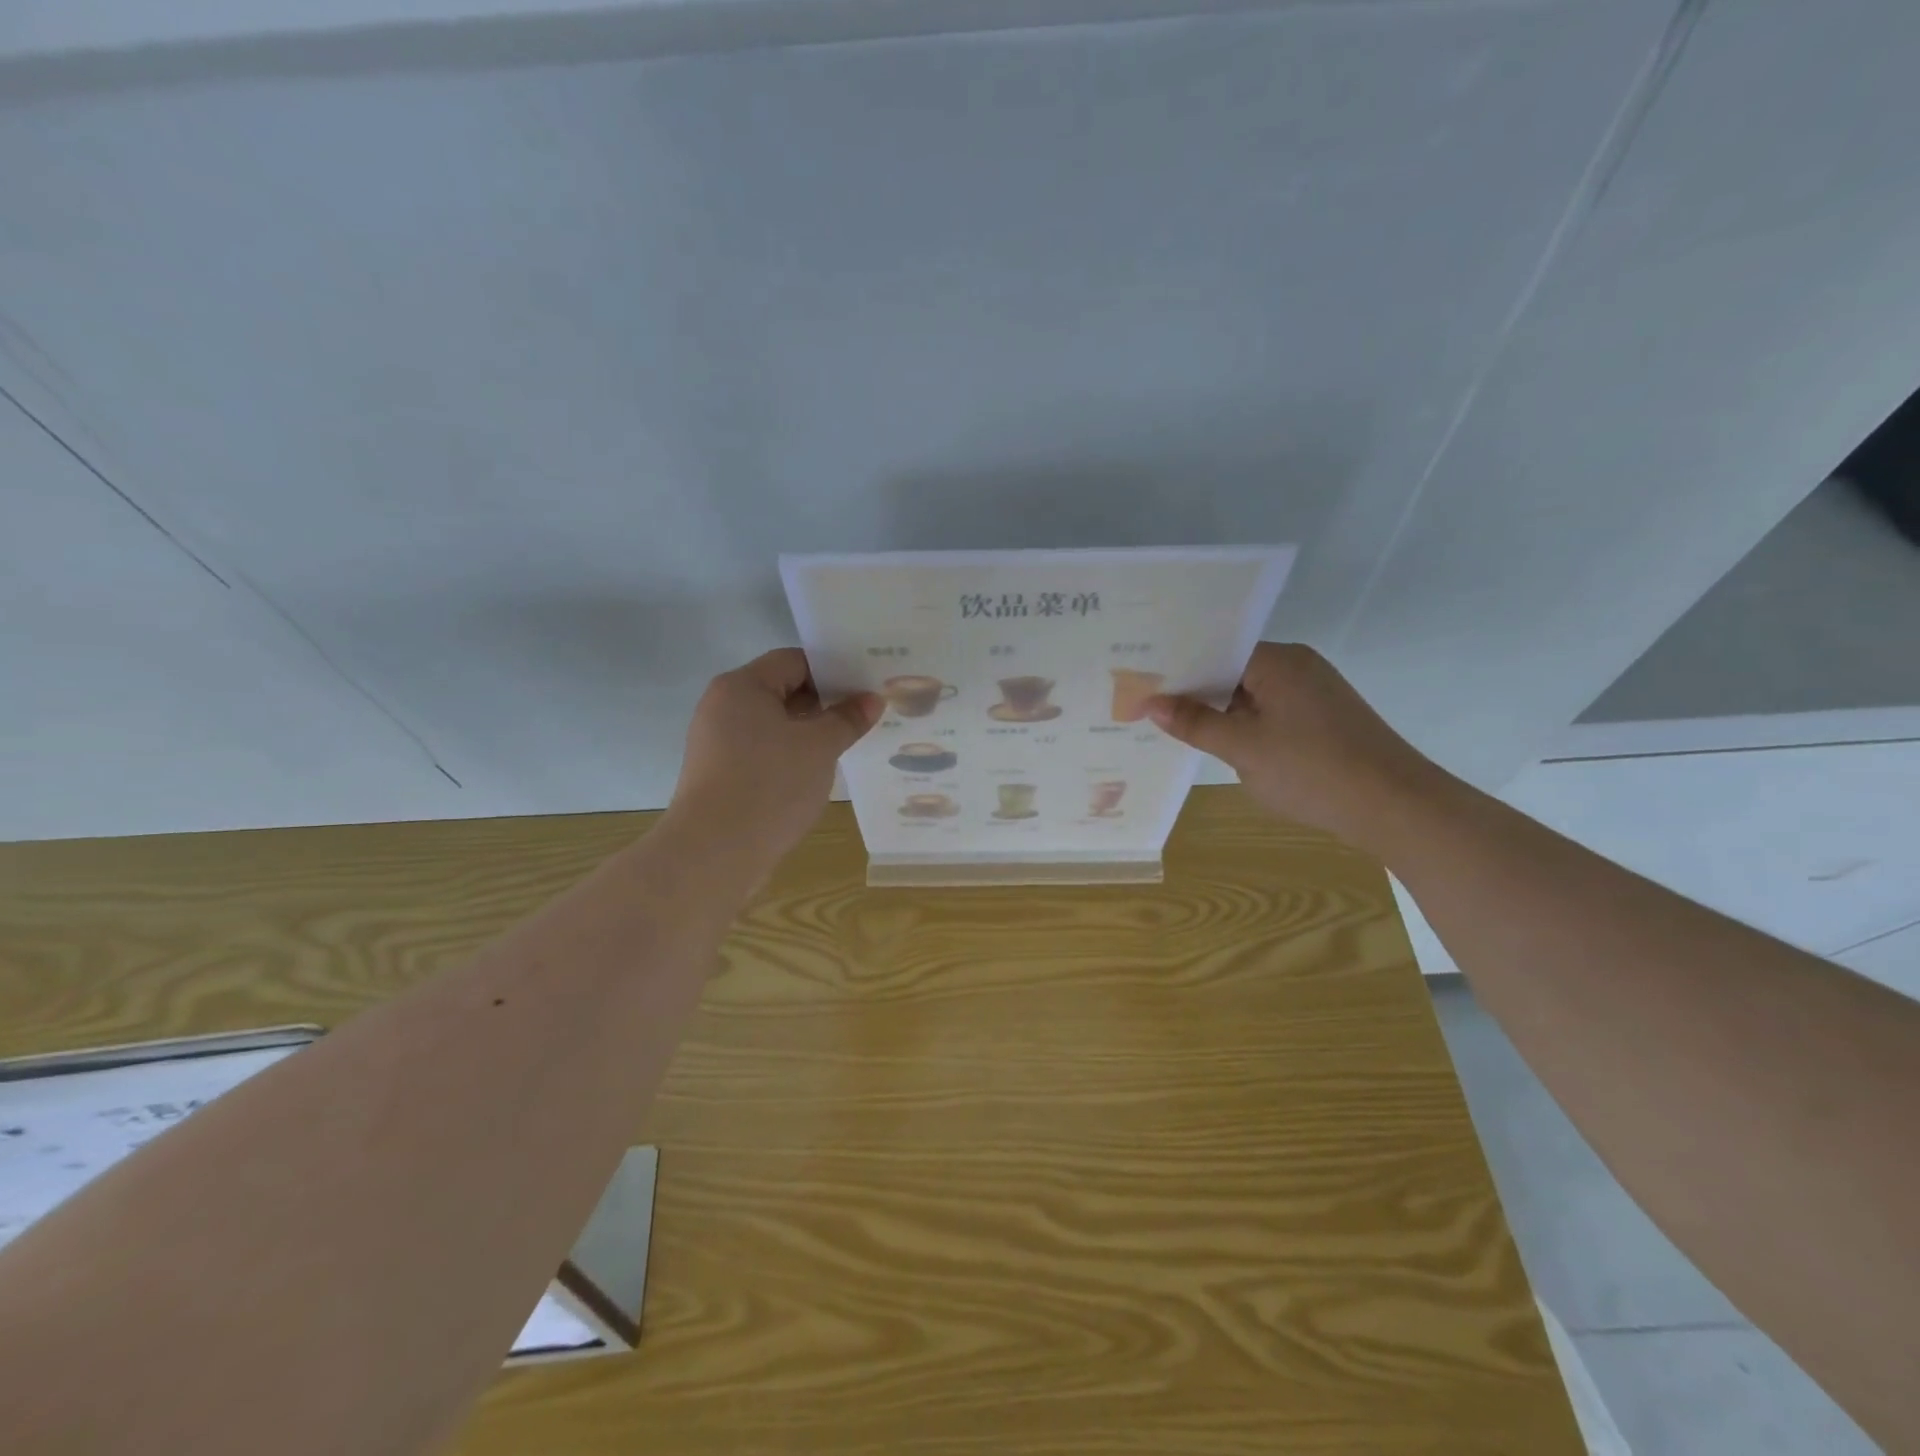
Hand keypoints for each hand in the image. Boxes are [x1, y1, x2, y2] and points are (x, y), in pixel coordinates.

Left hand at [668, 649, 880, 871]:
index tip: (865, 688)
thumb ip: (847, 719)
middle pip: (781, 690)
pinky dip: (788, 756)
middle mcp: (722, 706)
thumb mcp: (820, 747)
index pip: (793, 661)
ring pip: (772, 725)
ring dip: (807, 732)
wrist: (714, 852)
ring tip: (846, 745)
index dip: (832, 670)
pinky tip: (814, 773)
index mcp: (742, 686)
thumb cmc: (770, 784)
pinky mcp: (719, 774)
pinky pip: (761, 752)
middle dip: (823, 703)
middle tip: (863, 716)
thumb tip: (871, 699)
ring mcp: (716, 742)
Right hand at [1146, 642, 1447, 847]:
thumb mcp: (1243, 749)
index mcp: (1278, 661)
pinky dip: (1245, 727)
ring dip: (1220, 713)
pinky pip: (1270, 713)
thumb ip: (1195, 724)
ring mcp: (1313, 693)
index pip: (1215, 651)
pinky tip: (1220, 745)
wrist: (1396, 807)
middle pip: (1232, 671)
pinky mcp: (1323, 719)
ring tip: (1174, 727)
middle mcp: (1297, 667)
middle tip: (1147, 705)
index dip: (1178, 668)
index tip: (1140, 682)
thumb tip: (1150, 703)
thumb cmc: (1314, 771)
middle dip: (1194, 692)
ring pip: (1250, 695)